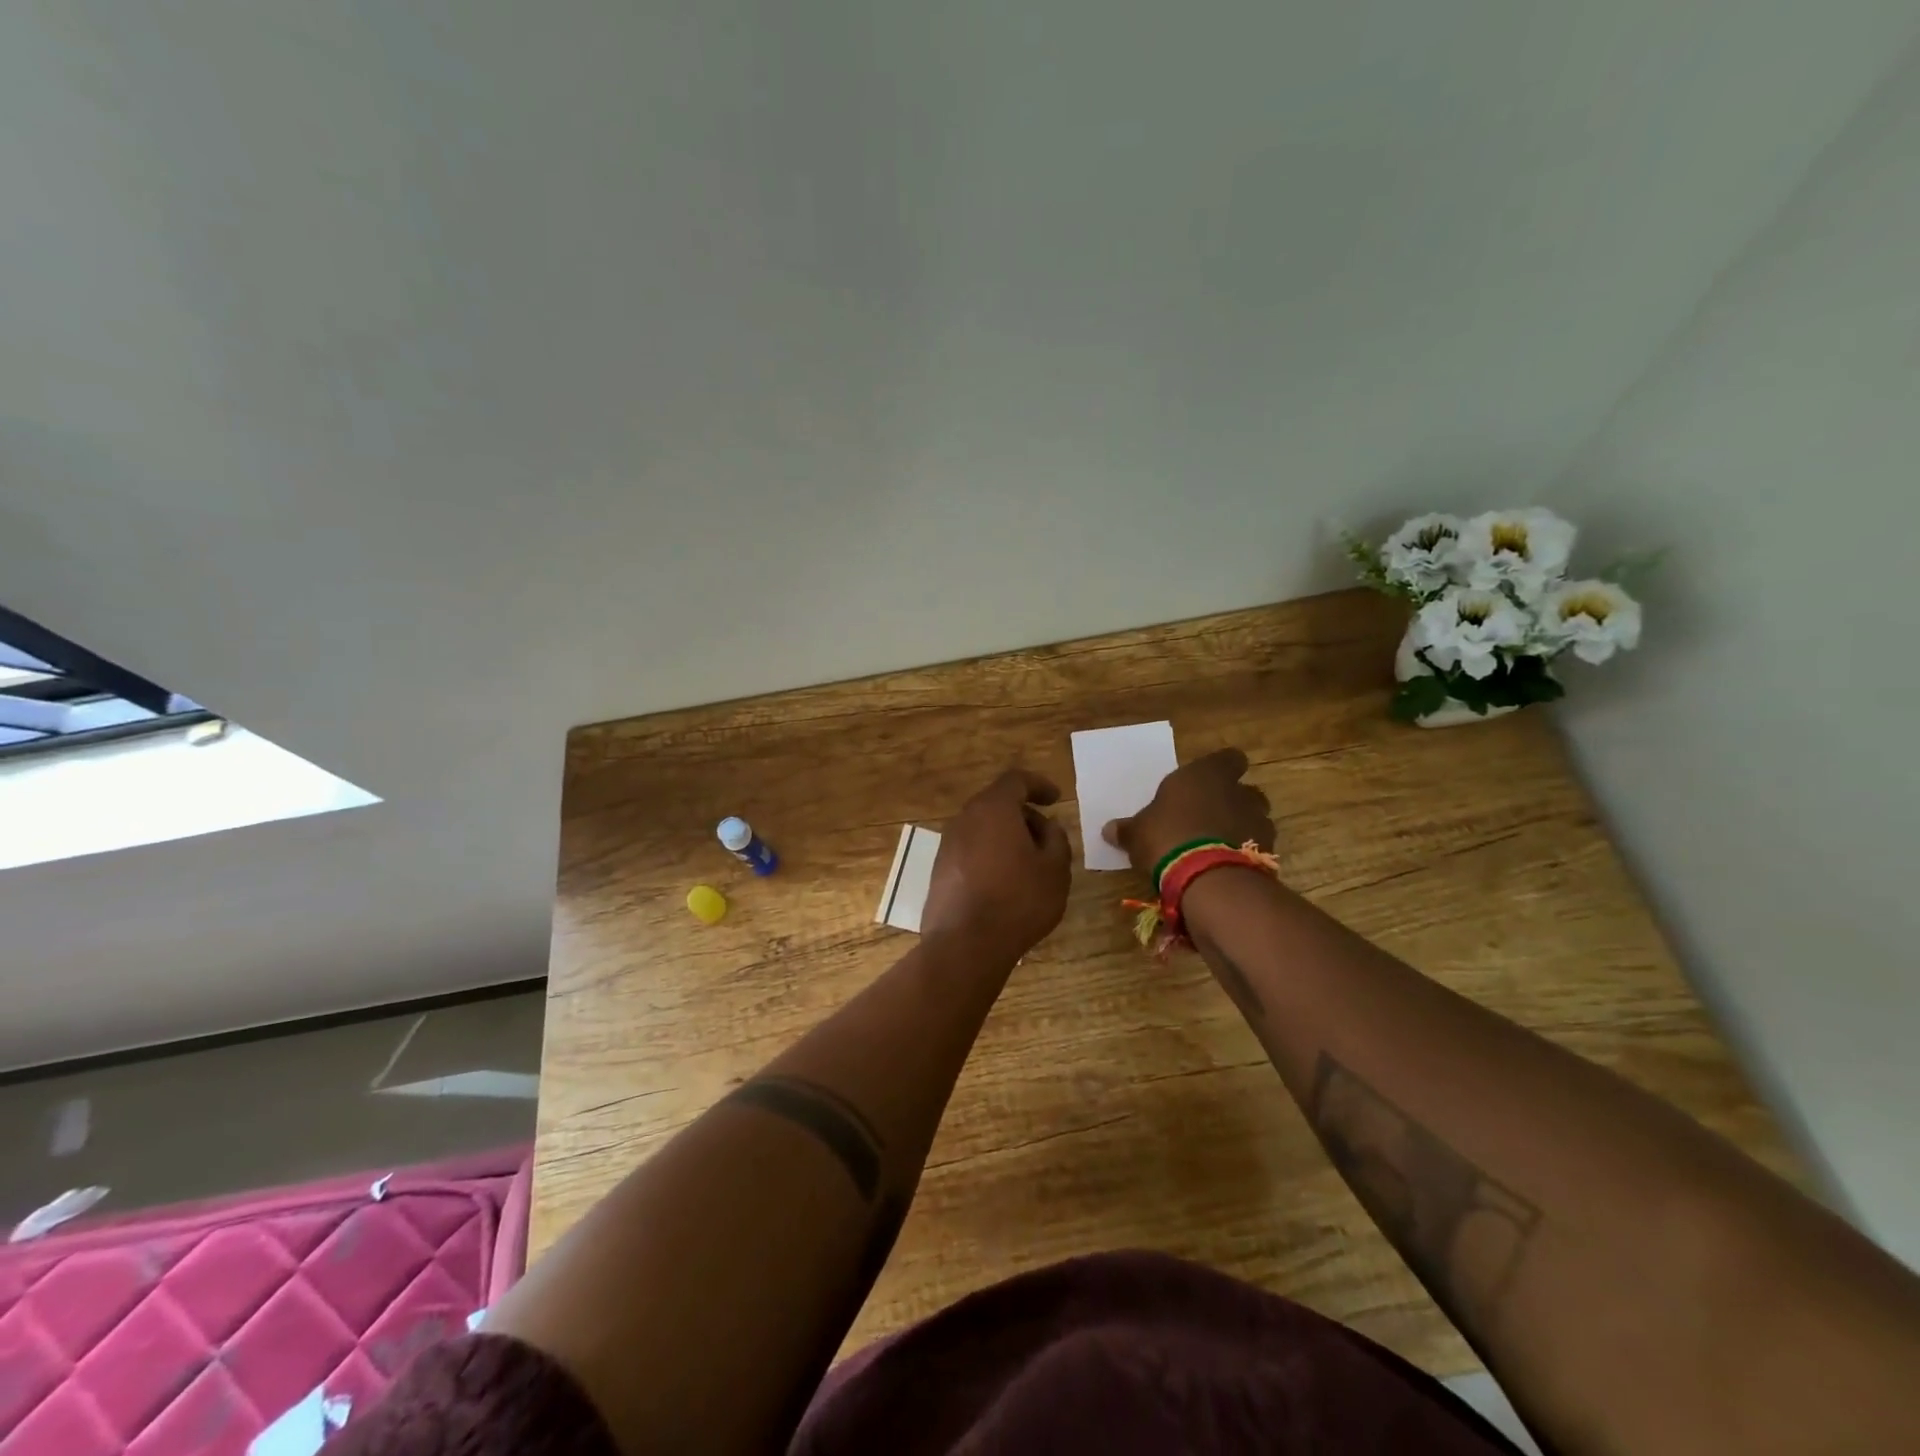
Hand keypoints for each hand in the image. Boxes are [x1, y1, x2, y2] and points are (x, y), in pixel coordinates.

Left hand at [922, 769, 1072, 964]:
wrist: (965, 944)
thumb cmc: (1018, 901)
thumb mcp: (1055, 869)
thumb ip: (1057, 839)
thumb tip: (1047, 827)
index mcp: (993, 808)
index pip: (1016, 780)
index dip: (1039, 785)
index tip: (1055, 799)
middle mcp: (965, 818)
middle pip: (997, 803)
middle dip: (1024, 815)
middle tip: (1047, 839)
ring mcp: (947, 844)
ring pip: (982, 828)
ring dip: (1007, 837)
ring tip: (1029, 865)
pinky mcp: (939, 869)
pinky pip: (970, 850)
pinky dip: (990, 855)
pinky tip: (1005, 883)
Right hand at [1102, 747, 1274, 875]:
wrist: (1207, 878)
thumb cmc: (1166, 837)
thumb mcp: (1137, 833)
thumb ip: (1127, 829)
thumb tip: (1108, 829)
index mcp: (1205, 774)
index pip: (1229, 758)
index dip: (1222, 768)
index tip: (1209, 781)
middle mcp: (1236, 791)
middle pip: (1245, 790)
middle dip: (1232, 801)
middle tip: (1210, 817)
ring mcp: (1256, 821)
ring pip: (1255, 818)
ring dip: (1241, 828)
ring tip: (1219, 845)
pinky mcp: (1266, 851)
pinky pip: (1257, 846)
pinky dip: (1246, 852)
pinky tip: (1226, 865)